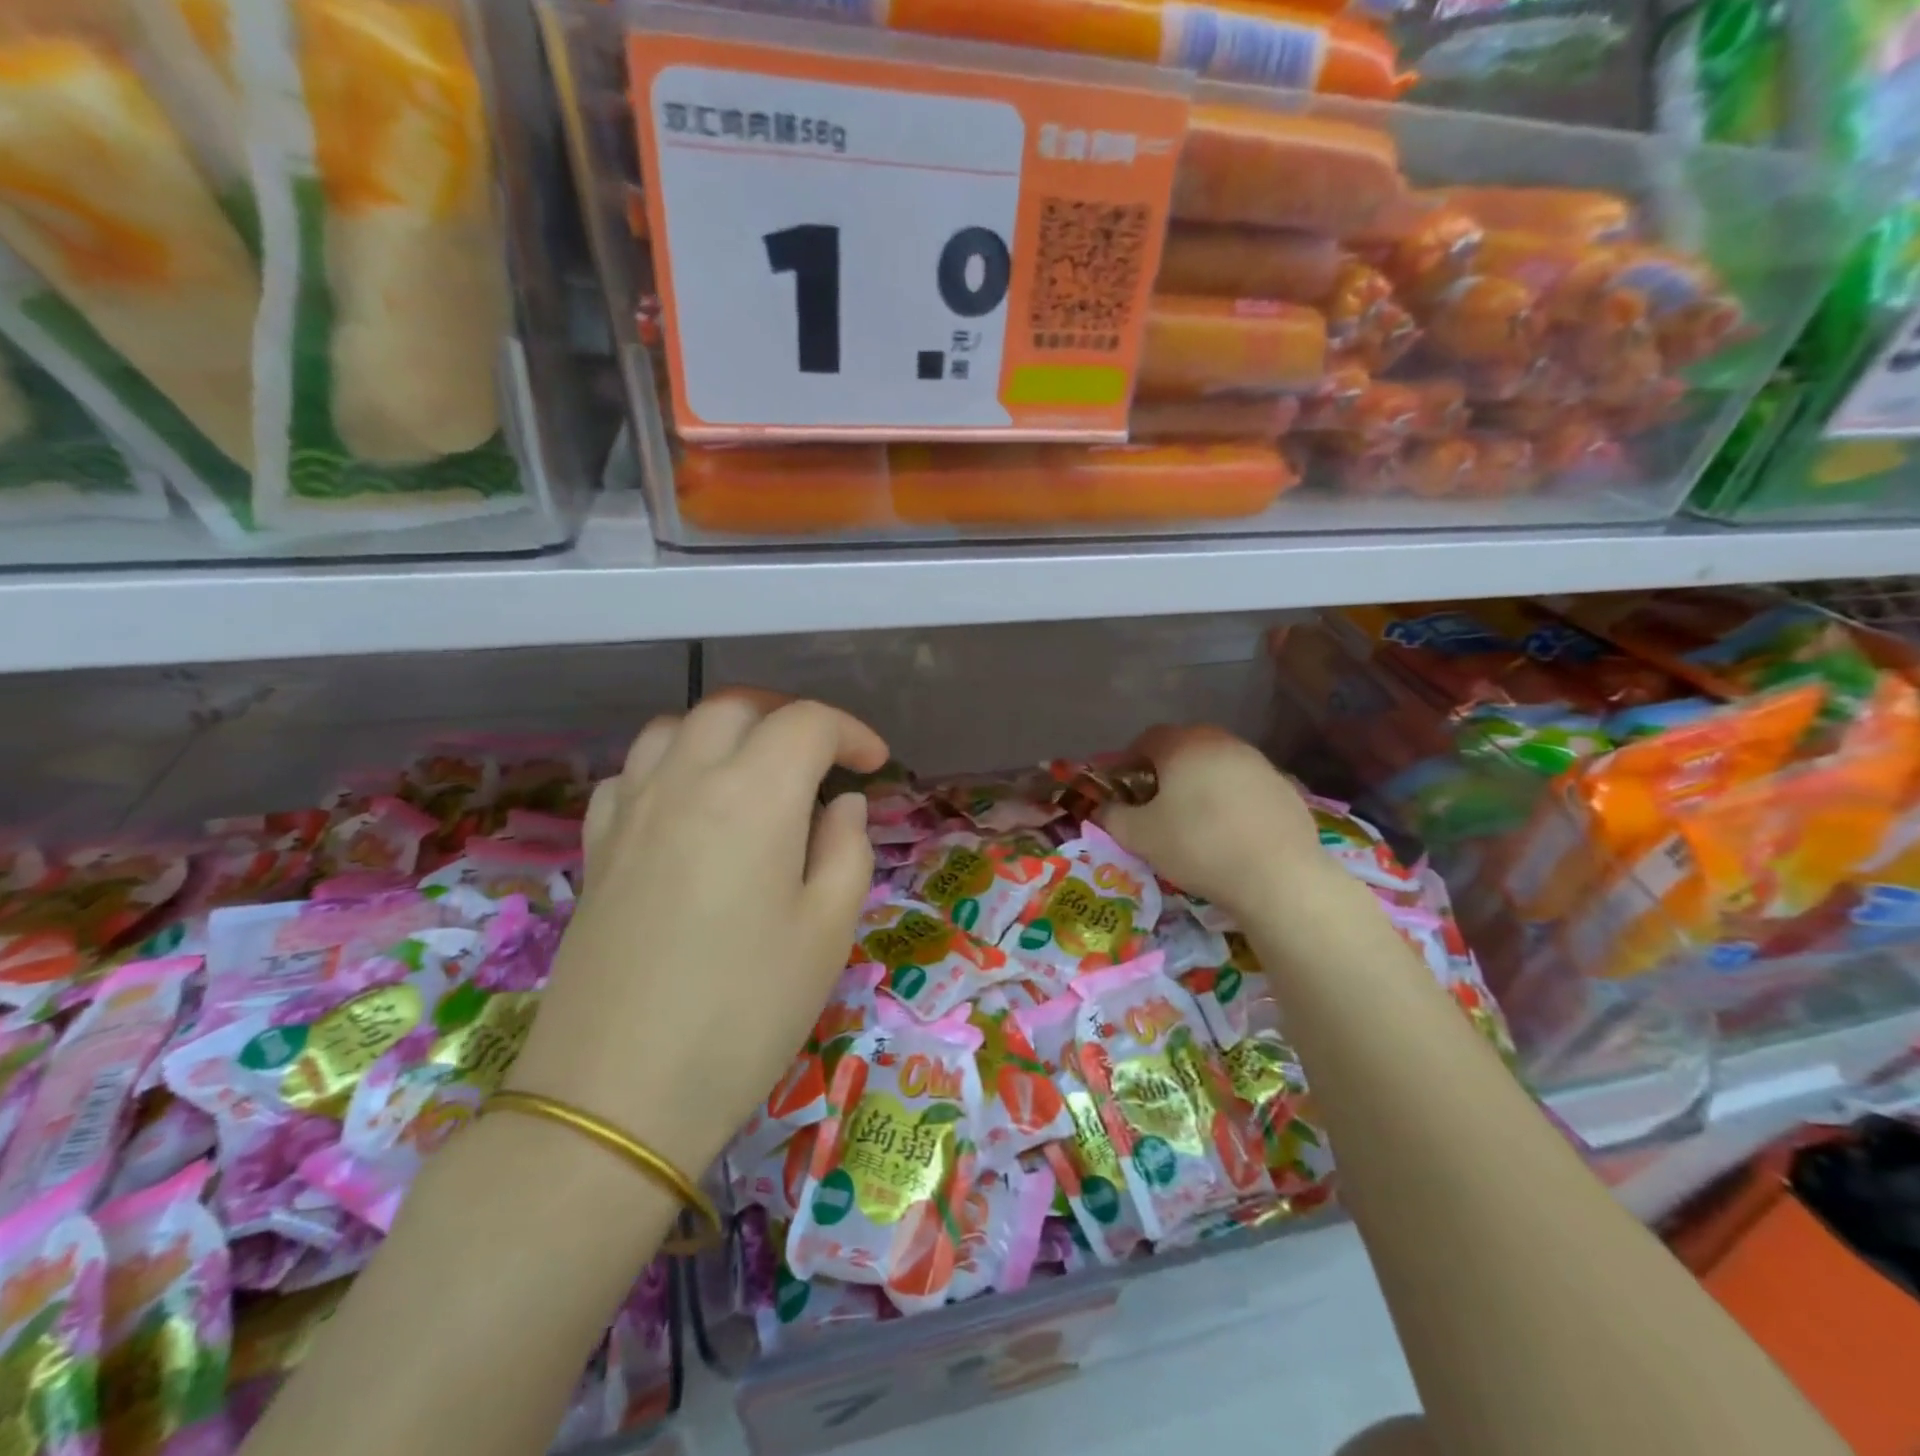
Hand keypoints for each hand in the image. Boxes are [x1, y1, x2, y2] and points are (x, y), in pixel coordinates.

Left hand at [503, 689, 888, 1173]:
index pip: (807, 723)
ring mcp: (631, 810)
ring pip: (675, 726)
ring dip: (724, 729)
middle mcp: (686, 781)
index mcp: (753, 794)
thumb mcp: (827, 932)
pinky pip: (633, 772)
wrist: (617, 1095)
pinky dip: (670, 765)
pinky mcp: (596, 847)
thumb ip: (847, 849)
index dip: (851, 732)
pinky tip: (687, 806)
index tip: (874, 765)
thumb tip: (841, 804)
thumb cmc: (745, 1012)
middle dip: (788, 716)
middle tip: (821, 757)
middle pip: (735, 706)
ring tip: (754, 769)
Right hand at [1099, 725, 1327, 920]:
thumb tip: (1103, 808)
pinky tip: (1230, 832)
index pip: (1147, 739)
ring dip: (1201, 784)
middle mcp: (1222, 743)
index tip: (1123, 788)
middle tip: (1156, 803)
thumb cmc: (1198, 846)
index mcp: (1183, 746)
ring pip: (1217, 765)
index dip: (1129, 761)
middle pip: (1184, 747)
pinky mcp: (1285, 787)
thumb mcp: (1139, 836)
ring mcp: (1258, 762)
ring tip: (1195, 819)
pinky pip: (1245, 786)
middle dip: (1166, 770)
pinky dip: (1231, 800)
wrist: (1278, 876)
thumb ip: (1113, 816)